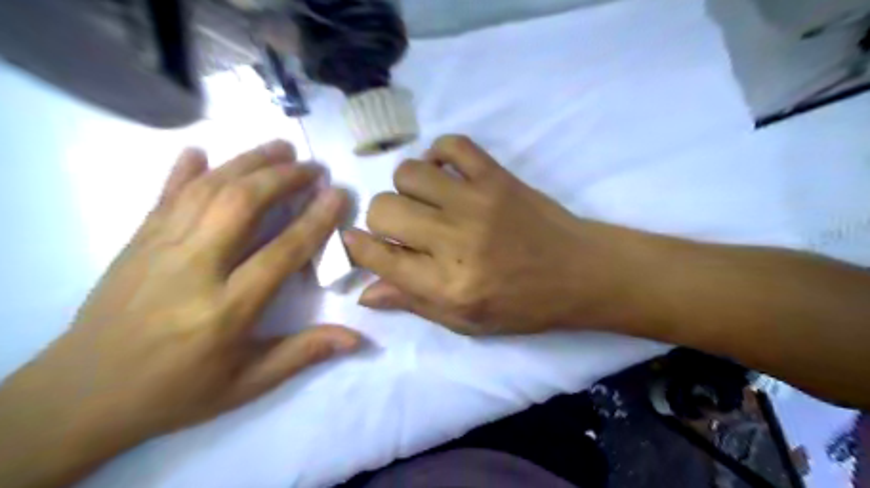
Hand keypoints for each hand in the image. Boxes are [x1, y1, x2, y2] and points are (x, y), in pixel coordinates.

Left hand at [1, 142, 360, 487]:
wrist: (80, 397)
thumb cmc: (176, 392)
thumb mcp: (248, 384)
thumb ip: (303, 354)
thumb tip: (356, 339)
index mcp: (226, 309)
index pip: (281, 252)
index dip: (315, 220)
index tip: (337, 194)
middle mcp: (192, 269)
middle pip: (241, 205)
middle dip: (282, 178)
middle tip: (313, 166)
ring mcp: (158, 250)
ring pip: (207, 190)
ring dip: (246, 163)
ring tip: (279, 147)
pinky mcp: (135, 243)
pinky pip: (164, 197)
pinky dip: (184, 170)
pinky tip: (201, 151)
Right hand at [344, 135, 647, 336]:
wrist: (580, 272)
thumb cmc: (523, 305)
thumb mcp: (466, 322)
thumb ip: (413, 304)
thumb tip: (365, 292)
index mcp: (447, 285)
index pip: (379, 257)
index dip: (357, 247)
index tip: (355, 241)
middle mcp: (455, 240)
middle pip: (384, 208)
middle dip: (382, 220)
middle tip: (403, 229)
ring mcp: (477, 201)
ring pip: (409, 172)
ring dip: (407, 188)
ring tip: (427, 202)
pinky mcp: (497, 176)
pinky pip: (452, 144)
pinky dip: (440, 155)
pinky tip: (446, 175)